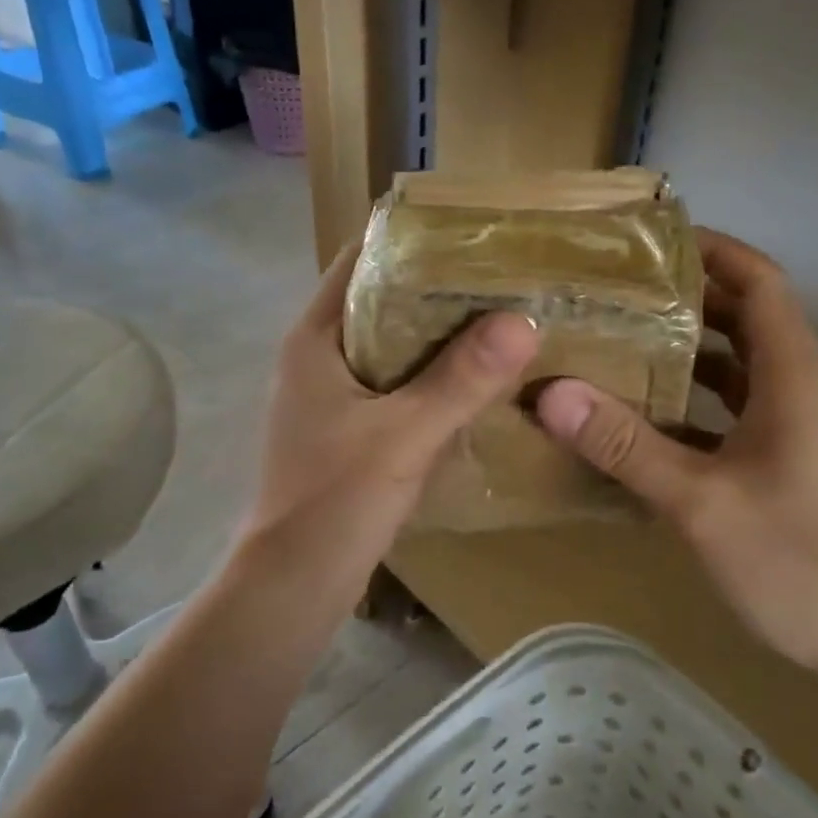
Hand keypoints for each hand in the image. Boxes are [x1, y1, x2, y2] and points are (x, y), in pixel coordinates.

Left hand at [239, 242, 539, 601]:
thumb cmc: (335, 502)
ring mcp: (332, 395)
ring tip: (502, 319)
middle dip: (438, 287)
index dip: (412, 240)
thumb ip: (462, 379)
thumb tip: (523, 320)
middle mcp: (319, 357)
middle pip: (382, 299)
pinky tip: (478, 380)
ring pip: (393, 345)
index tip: (472, 232)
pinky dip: (433, 376)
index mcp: (315, 338)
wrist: (294, 584)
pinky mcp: (348, 429)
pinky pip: (397, 384)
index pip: (360, 260)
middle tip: (503, 276)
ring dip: (440, 335)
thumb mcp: (405, 435)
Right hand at [535, 228, 817, 682]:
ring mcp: (792, 420)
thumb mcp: (700, 502)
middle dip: (681, 293)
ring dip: (682, 344)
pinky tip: (636, 409)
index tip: (643, 239)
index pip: (757, 279)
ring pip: (733, 360)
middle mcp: (798, 383)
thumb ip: (626, 445)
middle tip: (608, 287)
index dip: (708, 248)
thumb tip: (550, 393)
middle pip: (741, 312)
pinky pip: (729, 403)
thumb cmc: (796, 562)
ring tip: (612, 335)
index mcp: (794, 373)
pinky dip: (688, 394)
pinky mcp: (780, 454)